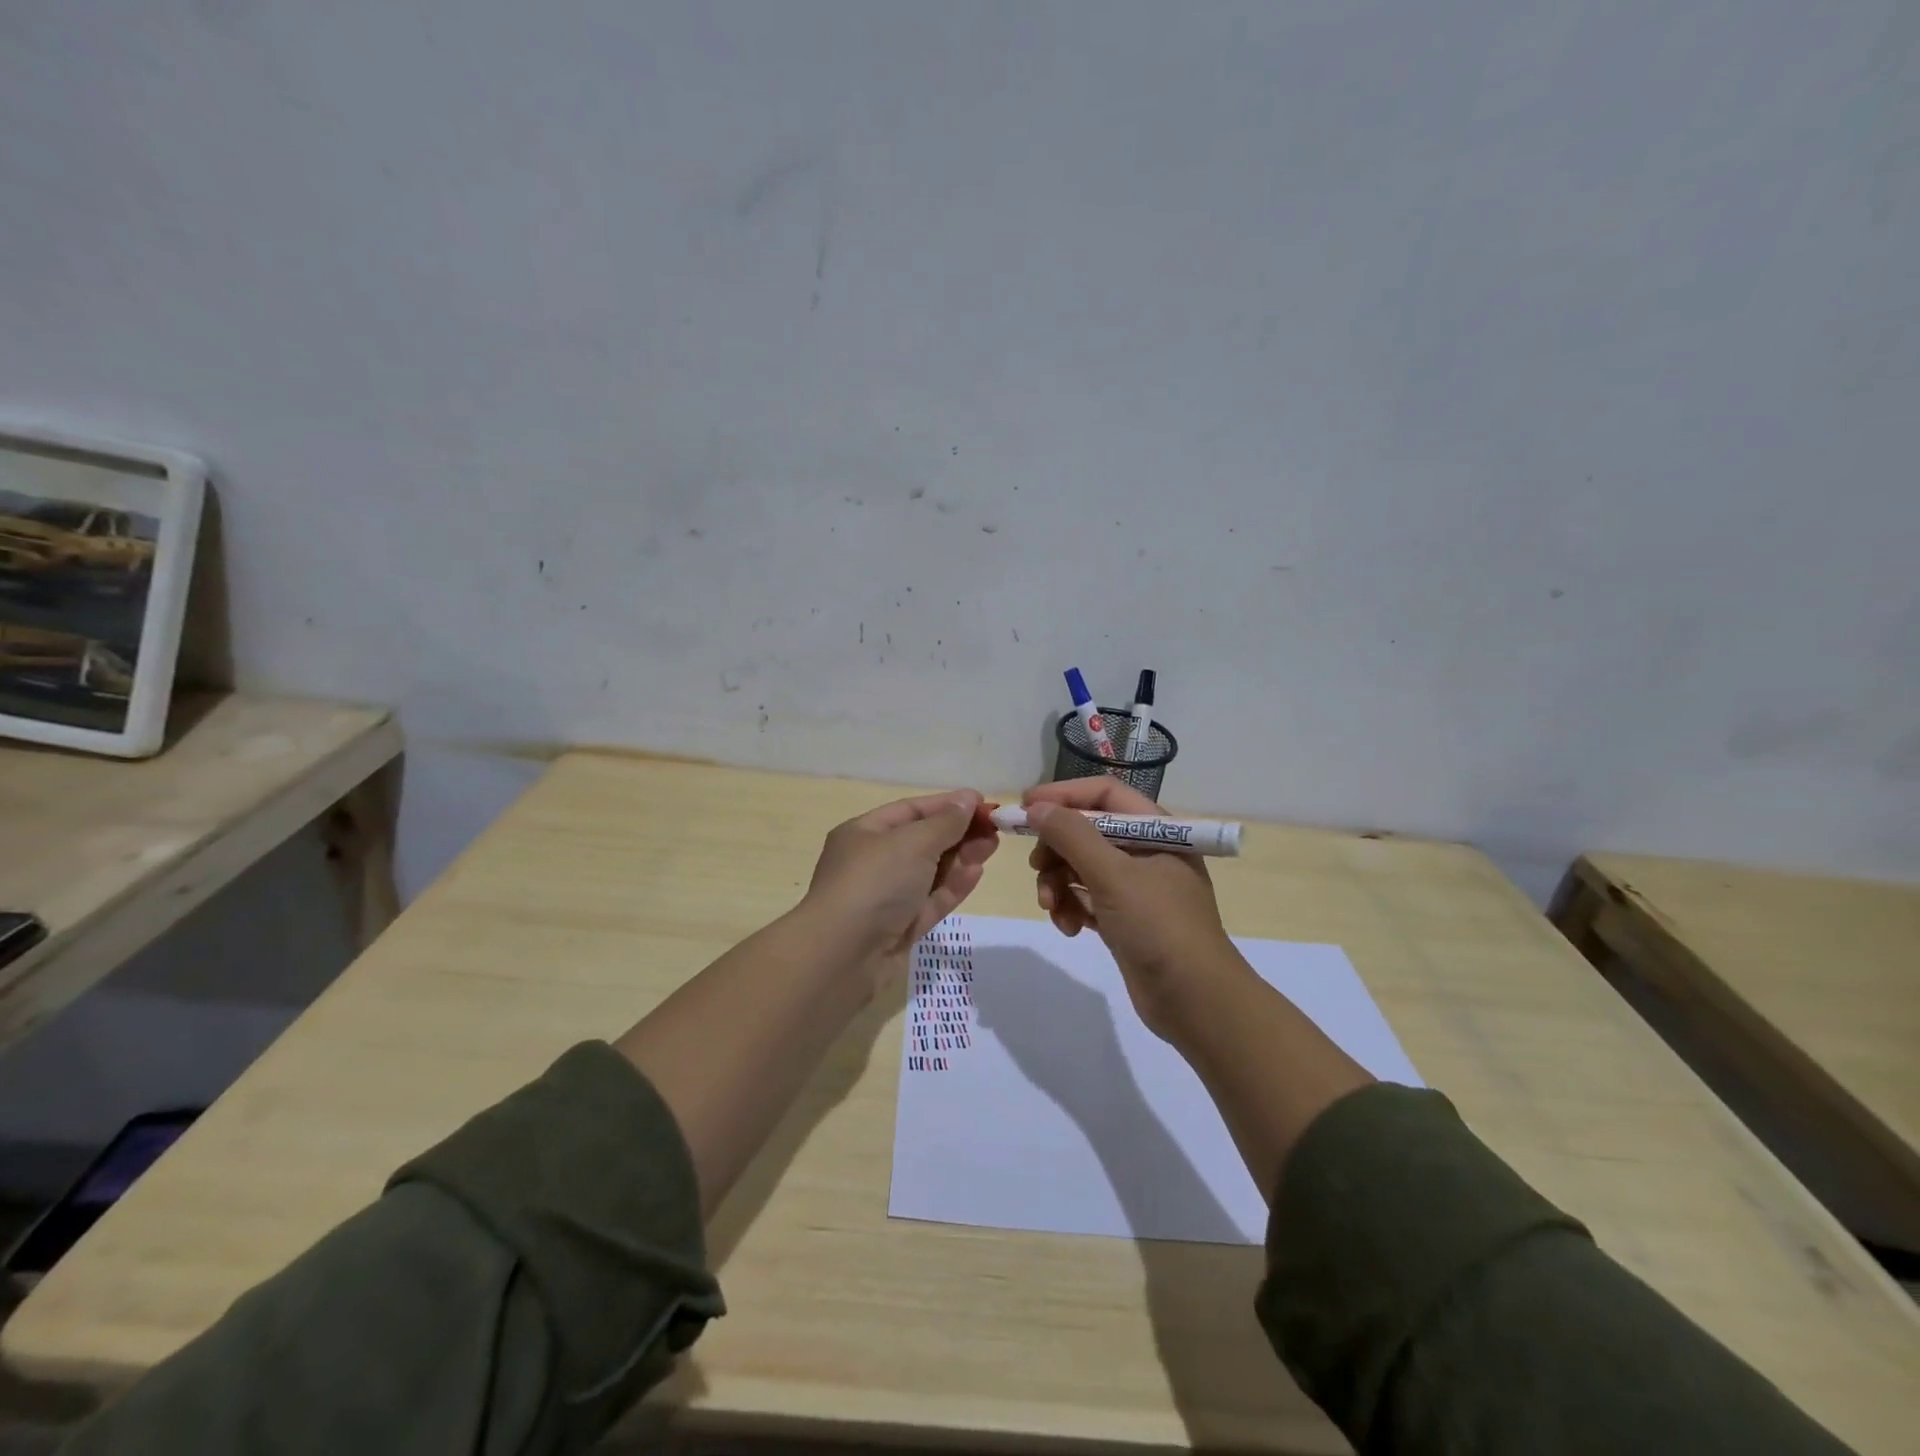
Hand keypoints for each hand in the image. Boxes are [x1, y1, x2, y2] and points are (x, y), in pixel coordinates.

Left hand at [803, 788, 999, 984]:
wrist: (843, 955)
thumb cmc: (874, 882)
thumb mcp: (912, 842)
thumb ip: (945, 822)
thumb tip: (967, 800)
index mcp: (864, 833)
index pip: (910, 811)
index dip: (946, 805)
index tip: (982, 803)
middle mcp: (872, 862)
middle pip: (922, 841)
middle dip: (958, 833)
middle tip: (995, 829)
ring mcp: (886, 898)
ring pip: (930, 872)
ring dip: (961, 858)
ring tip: (992, 846)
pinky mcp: (899, 928)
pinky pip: (930, 900)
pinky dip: (953, 886)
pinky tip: (976, 872)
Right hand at [1024, 778, 1239, 1037]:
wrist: (1197, 1002)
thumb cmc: (1159, 927)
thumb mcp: (1113, 876)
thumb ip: (1072, 836)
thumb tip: (1036, 807)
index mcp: (1156, 830)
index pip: (1104, 794)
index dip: (1064, 795)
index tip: (1025, 806)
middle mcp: (1146, 852)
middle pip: (1087, 831)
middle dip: (1057, 849)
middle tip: (1036, 866)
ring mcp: (1136, 888)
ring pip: (1081, 867)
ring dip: (1058, 883)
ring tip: (1052, 908)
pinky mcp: (1124, 919)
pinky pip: (1086, 898)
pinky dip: (1071, 907)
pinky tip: (1068, 928)